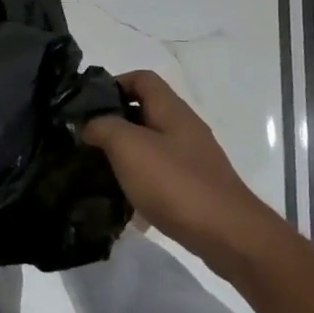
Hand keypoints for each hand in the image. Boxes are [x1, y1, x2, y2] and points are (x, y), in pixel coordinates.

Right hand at [82, 70, 281, 271]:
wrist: (227, 234)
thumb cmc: (176, 182)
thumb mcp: (129, 147)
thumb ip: (103, 127)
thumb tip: (88, 124)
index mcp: (171, 109)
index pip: (142, 78)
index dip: (113, 83)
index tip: (87, 105)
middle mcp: (184, 128)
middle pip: (145, 112)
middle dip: (114, 122)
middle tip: (86, 140)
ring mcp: (192, 159)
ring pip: (150, 146)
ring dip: (125, 155)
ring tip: (98, 171)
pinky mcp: (194, 188)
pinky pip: (159, 175)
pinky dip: (140, 183)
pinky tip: (124, 203)